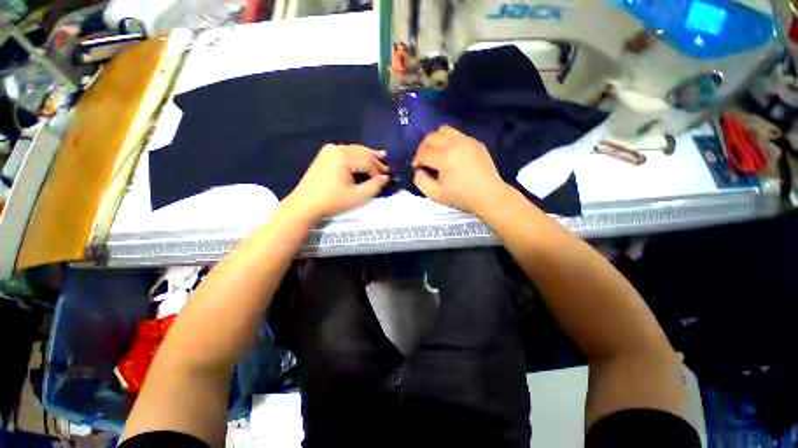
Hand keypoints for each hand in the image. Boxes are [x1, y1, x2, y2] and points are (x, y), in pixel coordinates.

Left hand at [286, 144, 389, 219]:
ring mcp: (329, 151)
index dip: (379, 170)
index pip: (367, 161)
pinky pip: (346, 152)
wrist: (305, 205)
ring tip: (381, 156)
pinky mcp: (325, 155)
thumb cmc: (332, 202)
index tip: (388, 177)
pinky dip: (357, 156)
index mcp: (343, 157)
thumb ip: (374, 186)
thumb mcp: (357, 197)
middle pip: (362, 152)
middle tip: (387, 167)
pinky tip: (363, 157)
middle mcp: (337, 149)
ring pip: (355, 150)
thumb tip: (386, 178)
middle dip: (375, 160)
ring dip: (367, 155)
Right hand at [412, 126, 508, 213]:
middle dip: (422, 148)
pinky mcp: (475, 142)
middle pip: (430, 137)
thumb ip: (421, 182)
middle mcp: (455, 144)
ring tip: (436, 153)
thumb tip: (417, 170)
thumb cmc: (462, 197)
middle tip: (424, 161)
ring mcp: (467, 140)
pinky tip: (450, 154)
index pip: (423, 153)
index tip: (417, 169)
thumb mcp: (436, 195)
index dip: (416, 161)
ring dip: (435, 140)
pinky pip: (456, 134)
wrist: (489, 196)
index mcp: (445, 158)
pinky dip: (448, 141)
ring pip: (443, 130)